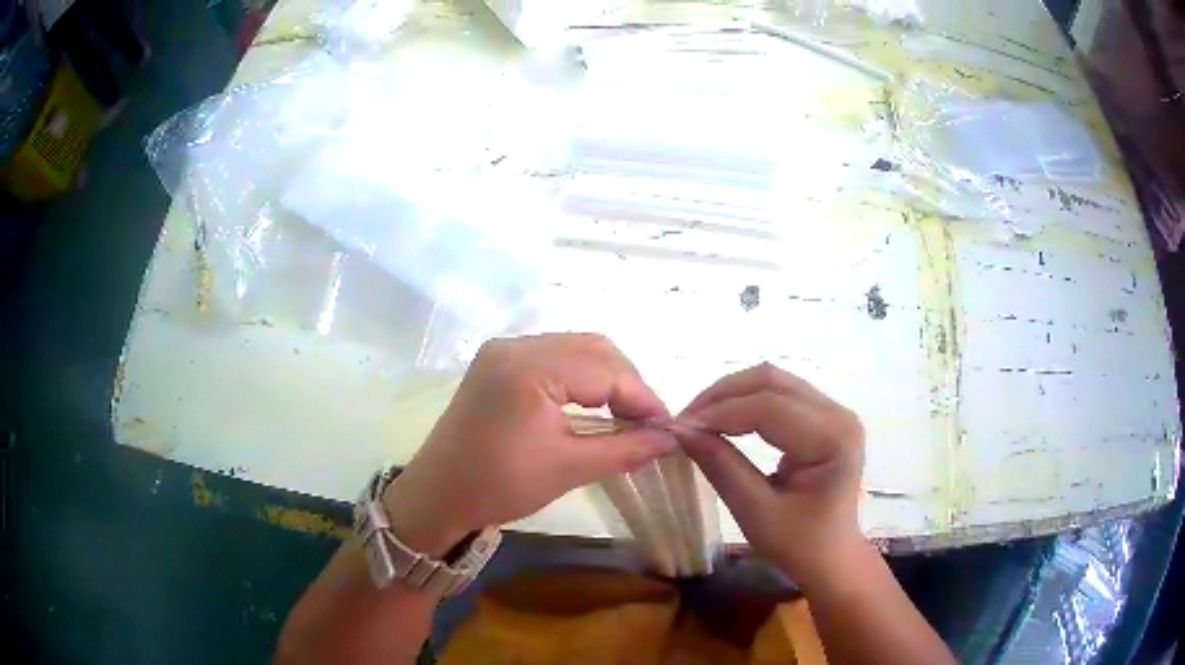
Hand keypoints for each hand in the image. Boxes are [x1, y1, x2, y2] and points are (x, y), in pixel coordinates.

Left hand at [383, 333, 675, 556]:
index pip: (605, 371)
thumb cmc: (499, 485)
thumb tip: (670, 439)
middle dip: (627, 383)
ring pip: (574, 348)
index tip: (668, 427)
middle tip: (647, 422)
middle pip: (593, 349)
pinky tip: (592, 404)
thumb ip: (625, 448)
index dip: (642, 397)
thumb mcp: (568, 468)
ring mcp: (503, 350)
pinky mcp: (497, 362)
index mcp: (530, 367)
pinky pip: (552, 356)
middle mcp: (516, 345)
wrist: (438, 495)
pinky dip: (580, 376)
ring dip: (606, 377)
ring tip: (625, 415)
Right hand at [675, 363, 866, 587]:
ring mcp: (833, 411)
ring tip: (697, 419)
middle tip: (684, 421)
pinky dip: (745, 402)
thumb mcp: (755, 512)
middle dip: (722, 396)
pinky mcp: (822, 415)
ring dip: (730, 395)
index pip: (770, 409)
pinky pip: (778, 394)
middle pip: (772, 382)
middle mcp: (838, 414)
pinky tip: (722, 420)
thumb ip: (722, 467)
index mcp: (833, 440)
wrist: (831, 555)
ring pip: (773, 382)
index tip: (678, 427)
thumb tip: (681, 431)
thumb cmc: (799, 544)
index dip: (721, 412)